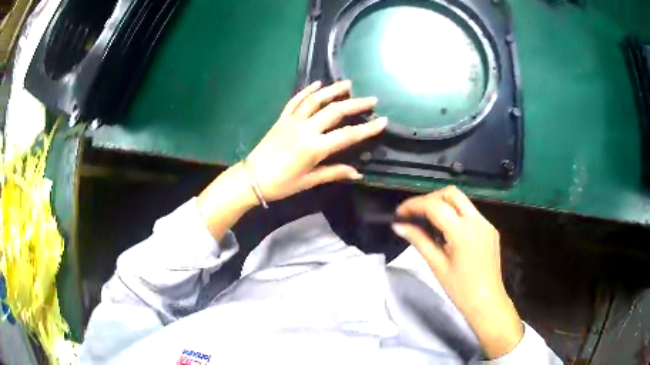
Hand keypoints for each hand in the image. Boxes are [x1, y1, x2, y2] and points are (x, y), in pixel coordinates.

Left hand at [245, 80, 386, 201]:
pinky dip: (307, 91)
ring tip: (348, 83)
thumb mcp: (309, 181)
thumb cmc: (281, 184)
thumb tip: (357, 173)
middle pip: (334, 111)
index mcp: (314, 147)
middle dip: (355, 104)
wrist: (251, 178)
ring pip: (315, 100)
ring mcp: (292, 121)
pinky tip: (318, 84)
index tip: (383, 120)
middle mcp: (304, 129)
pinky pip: (295, 100)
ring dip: (332, 90)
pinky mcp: (282, 118)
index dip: (367, 128)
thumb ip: (334, 173)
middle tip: (371, 99)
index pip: (347, 135)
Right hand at [392, 186, 522, 358]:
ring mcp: (486, 223)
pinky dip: (455, 215)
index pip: (434, 206)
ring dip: (443, 204)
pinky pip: (470, 214)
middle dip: (430, 198)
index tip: (399, 213)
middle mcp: (477, 220)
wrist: (487, 302)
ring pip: (462, 201)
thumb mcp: (437, 265)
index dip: (414, 205)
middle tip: (415, 213)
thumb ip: (419, 241)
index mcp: (462, 231)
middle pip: (451, 193)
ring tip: (427, 220)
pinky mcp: (490, 230)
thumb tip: (399, 226)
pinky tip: (447, 231)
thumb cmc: (460, 289)